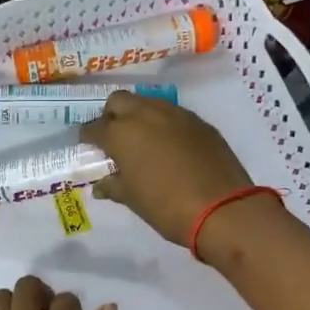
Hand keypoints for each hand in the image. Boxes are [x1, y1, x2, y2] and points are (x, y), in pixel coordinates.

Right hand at [79, 91, 253, 244]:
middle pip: (119, 101)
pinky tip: (170, 146)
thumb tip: (100, 185)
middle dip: (111, 115)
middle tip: (114, 138)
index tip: (89, 147)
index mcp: (121, 133)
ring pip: (148, 103)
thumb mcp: (132, 199)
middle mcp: (145, 114)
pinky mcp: (199, 122)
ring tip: (142, 141)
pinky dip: (165, 125)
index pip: (93, 128)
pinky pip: (173, 115)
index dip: (88, 137)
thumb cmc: (166, 206)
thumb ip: (113, 186)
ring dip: (139, 116)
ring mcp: (175, 114)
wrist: (221, 208)